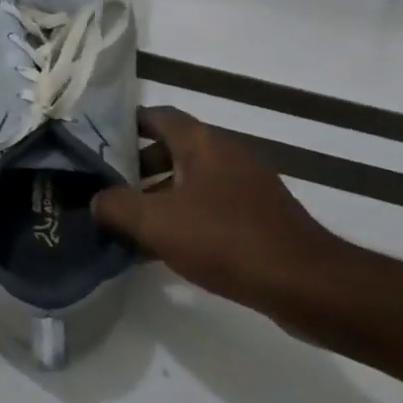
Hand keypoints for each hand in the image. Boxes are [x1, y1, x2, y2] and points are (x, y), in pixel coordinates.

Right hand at [91, 107, 338, 303]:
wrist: (307, 285)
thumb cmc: (225, 240)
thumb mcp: (155, 222)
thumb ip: (115, 206)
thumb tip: (96, 200)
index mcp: (204, 143)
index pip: (158, 116)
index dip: (126, 125)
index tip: (98, 142)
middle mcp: (227, 155)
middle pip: (172, 150)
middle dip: (137, 168)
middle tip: (106, 188)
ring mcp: (247, 187)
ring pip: (190, 182)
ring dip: (158, 197)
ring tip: (128, 224)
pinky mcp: (259, 217)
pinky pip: (209, 207)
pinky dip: (183, 219)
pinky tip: (164, 249)